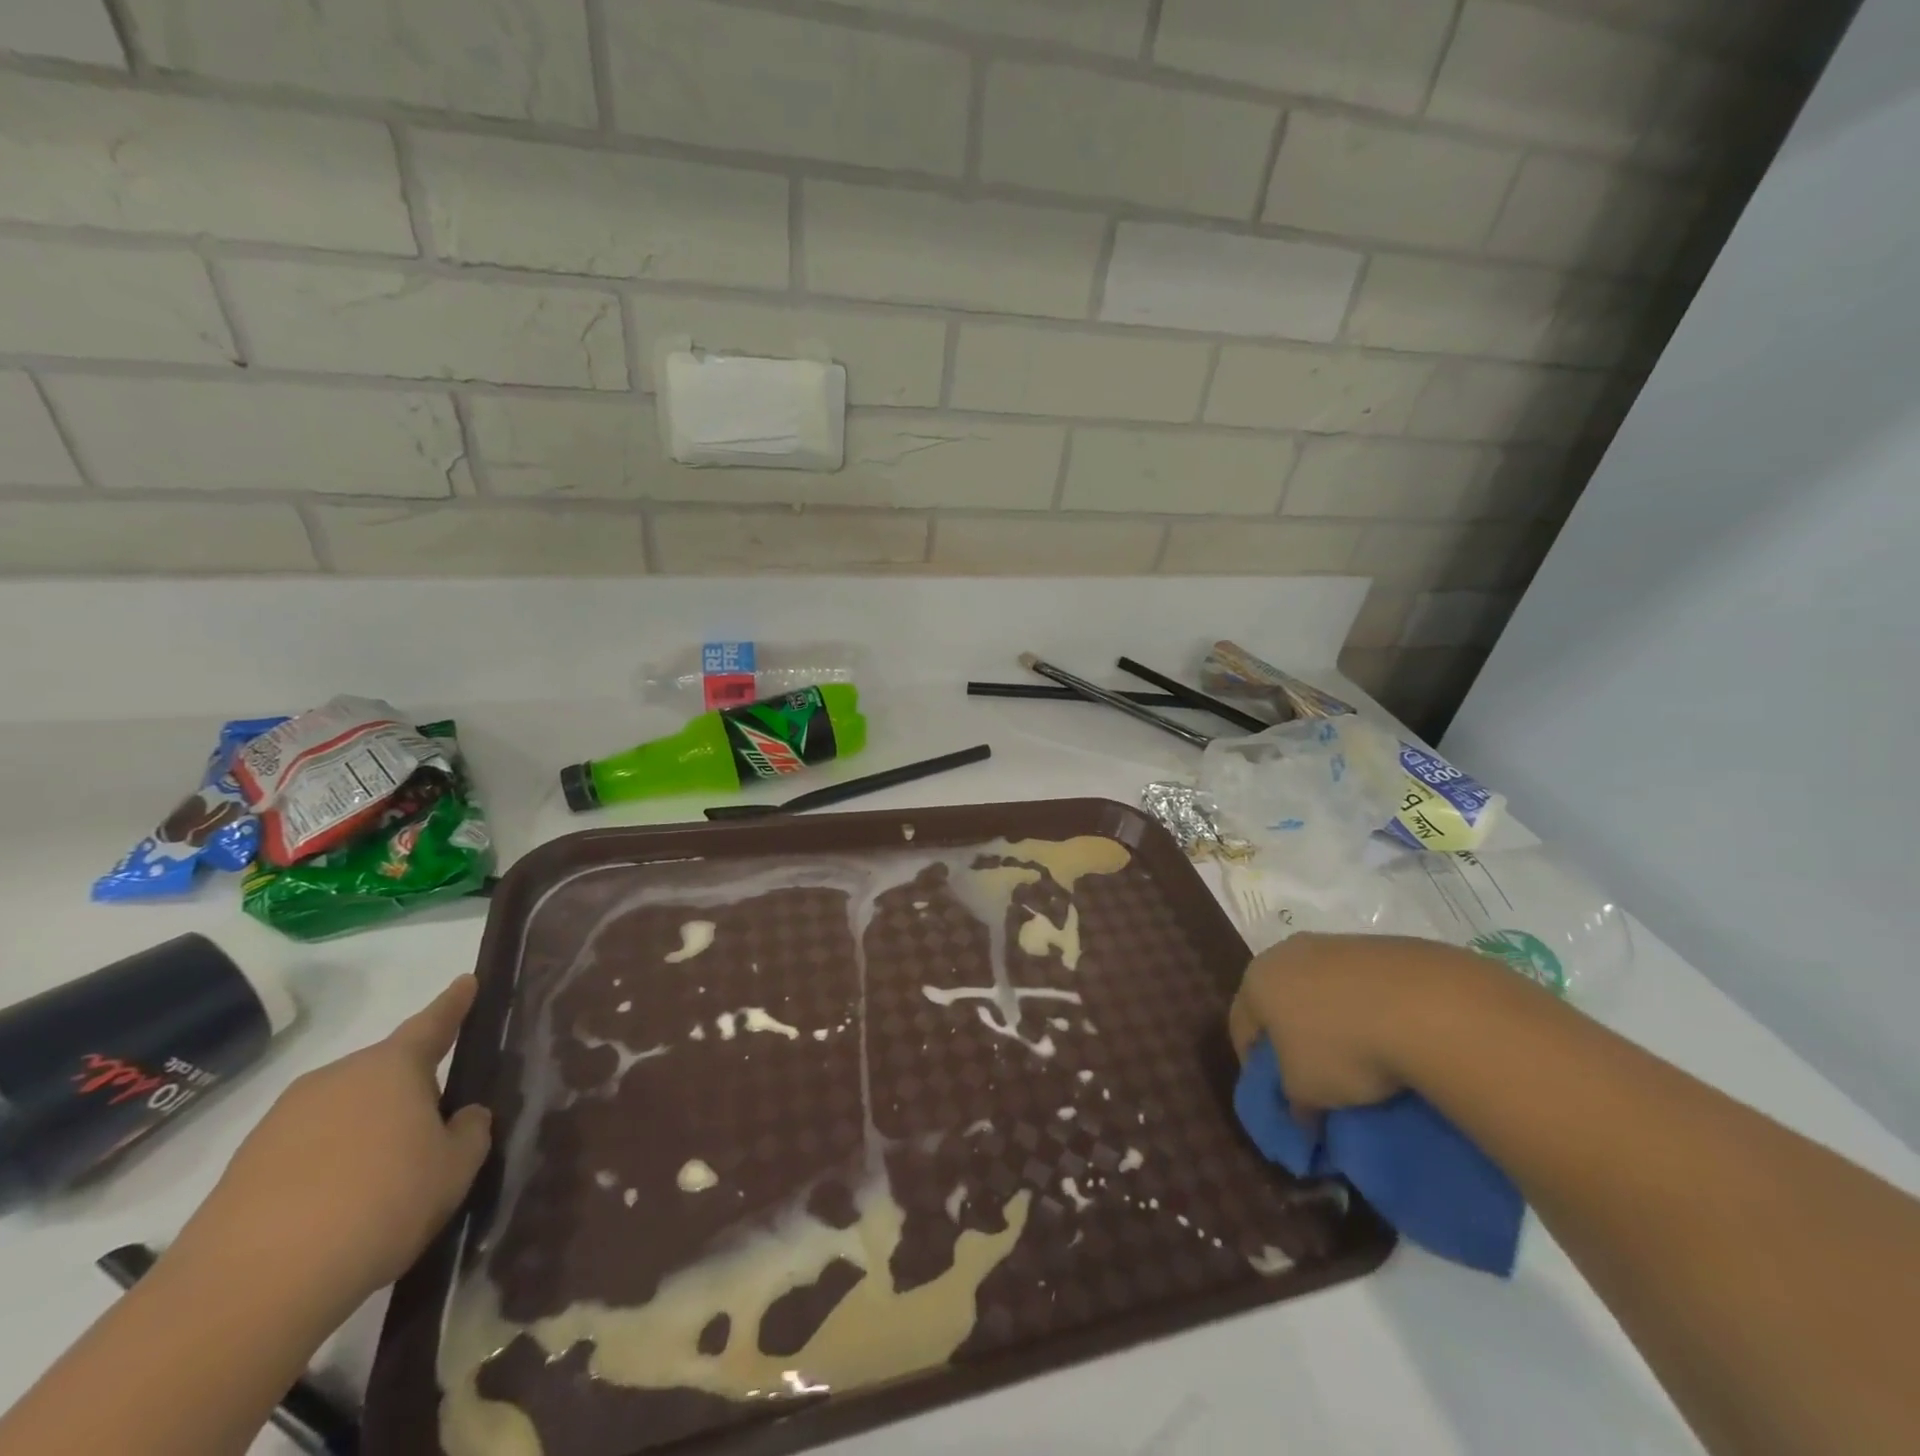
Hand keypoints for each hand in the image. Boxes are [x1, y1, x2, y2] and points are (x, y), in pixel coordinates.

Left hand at [174, 977, 491, 1314]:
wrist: (247, 1291)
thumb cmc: (380, 1205)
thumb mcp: (455, 1168)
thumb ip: (470, 1131)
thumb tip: (463, 1116)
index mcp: (392, 1066)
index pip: (433, 1022)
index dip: (454, 1003)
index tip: (467, 980)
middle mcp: (336, 1078)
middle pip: (385, 1072)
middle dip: (411, 1090)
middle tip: (436, 1126)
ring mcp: (281, 1122)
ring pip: (345, 1112)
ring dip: (369, 1131)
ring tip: (389, 1179)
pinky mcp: (243, 1170)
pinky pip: (308, 1151)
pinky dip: (331, 1167)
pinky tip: (343, 1210)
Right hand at [1228, 934, 1492, 1116]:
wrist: (1425, 1006)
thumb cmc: (1343, 1048)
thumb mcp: (1307, 1091)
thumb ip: (1293, 1101)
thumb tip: (1302, 1113)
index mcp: (1257, 981)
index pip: (1241, 1025)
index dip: (1255, 1065)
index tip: (1278, 1095)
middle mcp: (1286, 952)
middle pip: (1279, 1000)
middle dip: (1292, 1036)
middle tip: (1313, 1073)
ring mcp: (1334, 944)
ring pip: (1320, 988)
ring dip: (1331, 1019)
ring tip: (1360, 1056)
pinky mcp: (1380, 945)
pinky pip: (1361, 984)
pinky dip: (1367, 1007)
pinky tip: (1390, 1034)